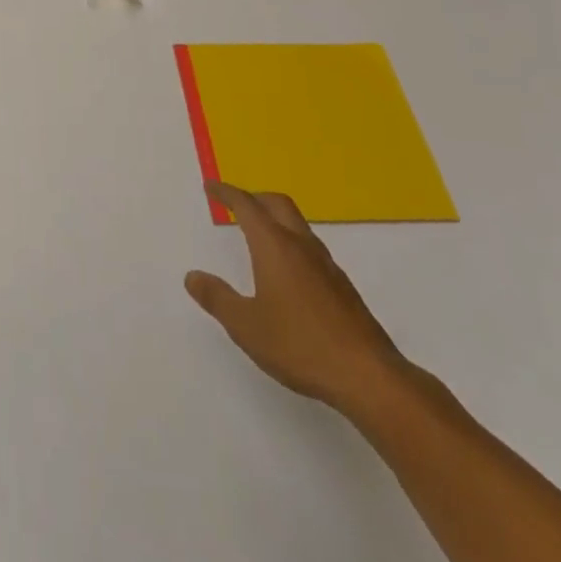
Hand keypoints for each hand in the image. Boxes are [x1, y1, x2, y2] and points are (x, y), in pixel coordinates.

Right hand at [184, 181, 411, 418]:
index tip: (211, 186)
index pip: (246, 205)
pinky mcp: (342, 287)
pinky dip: (292, 243)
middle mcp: (301, 245)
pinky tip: (289, 272)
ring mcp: (326, 265)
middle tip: (235, 204)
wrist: (368, 375)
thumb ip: (217, 298)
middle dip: (254, 197)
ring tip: (259, 235)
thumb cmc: (300, 345)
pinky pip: (310, 248)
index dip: (226, 192)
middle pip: (277, 204)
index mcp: (274, 246)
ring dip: (276, 219)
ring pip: (297, 225)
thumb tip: (192, 276)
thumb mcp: (246, 326)